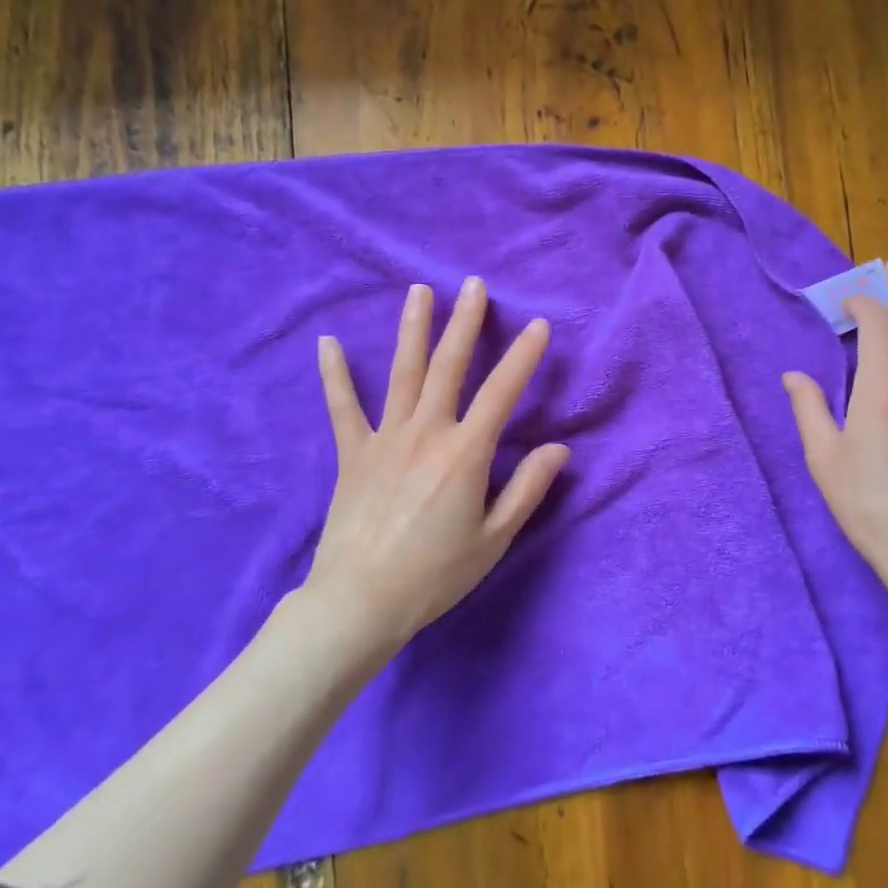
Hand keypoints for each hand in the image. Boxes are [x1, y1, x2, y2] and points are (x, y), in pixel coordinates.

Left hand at [306, 277, 569, 655]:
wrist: (361, 601)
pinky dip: (336, 375)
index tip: (538, 324)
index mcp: (466, 452)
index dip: (523, 356)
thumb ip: (528, 488)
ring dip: (413, 329)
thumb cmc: (436, 574)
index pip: (502, 392)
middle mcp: (427, 432)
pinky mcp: (353, 453)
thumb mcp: (495, 538)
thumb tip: (559, 449)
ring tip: (419, 291)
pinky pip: (343, 408)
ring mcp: (385, 438)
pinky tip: (328, 343)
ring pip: (403, 373)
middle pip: (449, 366)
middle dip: (465, 322)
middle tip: (474, 286)